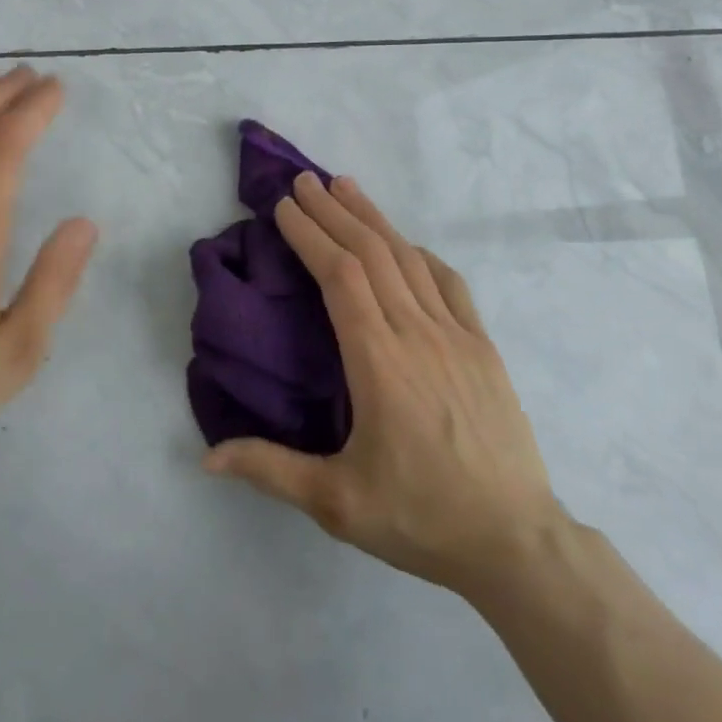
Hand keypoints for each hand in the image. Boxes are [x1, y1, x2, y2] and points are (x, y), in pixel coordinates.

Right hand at [205, 173, 560, 597]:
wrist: (516, 542)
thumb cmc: (420, 517)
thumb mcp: (337, 502)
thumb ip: (270, 469)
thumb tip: (205, 457)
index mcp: (378, 361)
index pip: (339, 276)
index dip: (311, 235)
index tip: (285, 206)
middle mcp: (416, 333)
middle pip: (370, 253)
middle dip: (333, 211)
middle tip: (304, 180)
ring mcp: (455, 334)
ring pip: (408, 258)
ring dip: (373, 218)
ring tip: (345, 187)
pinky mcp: (483, 346)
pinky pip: (449, 283)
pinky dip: (420, 253)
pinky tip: (406, 242)